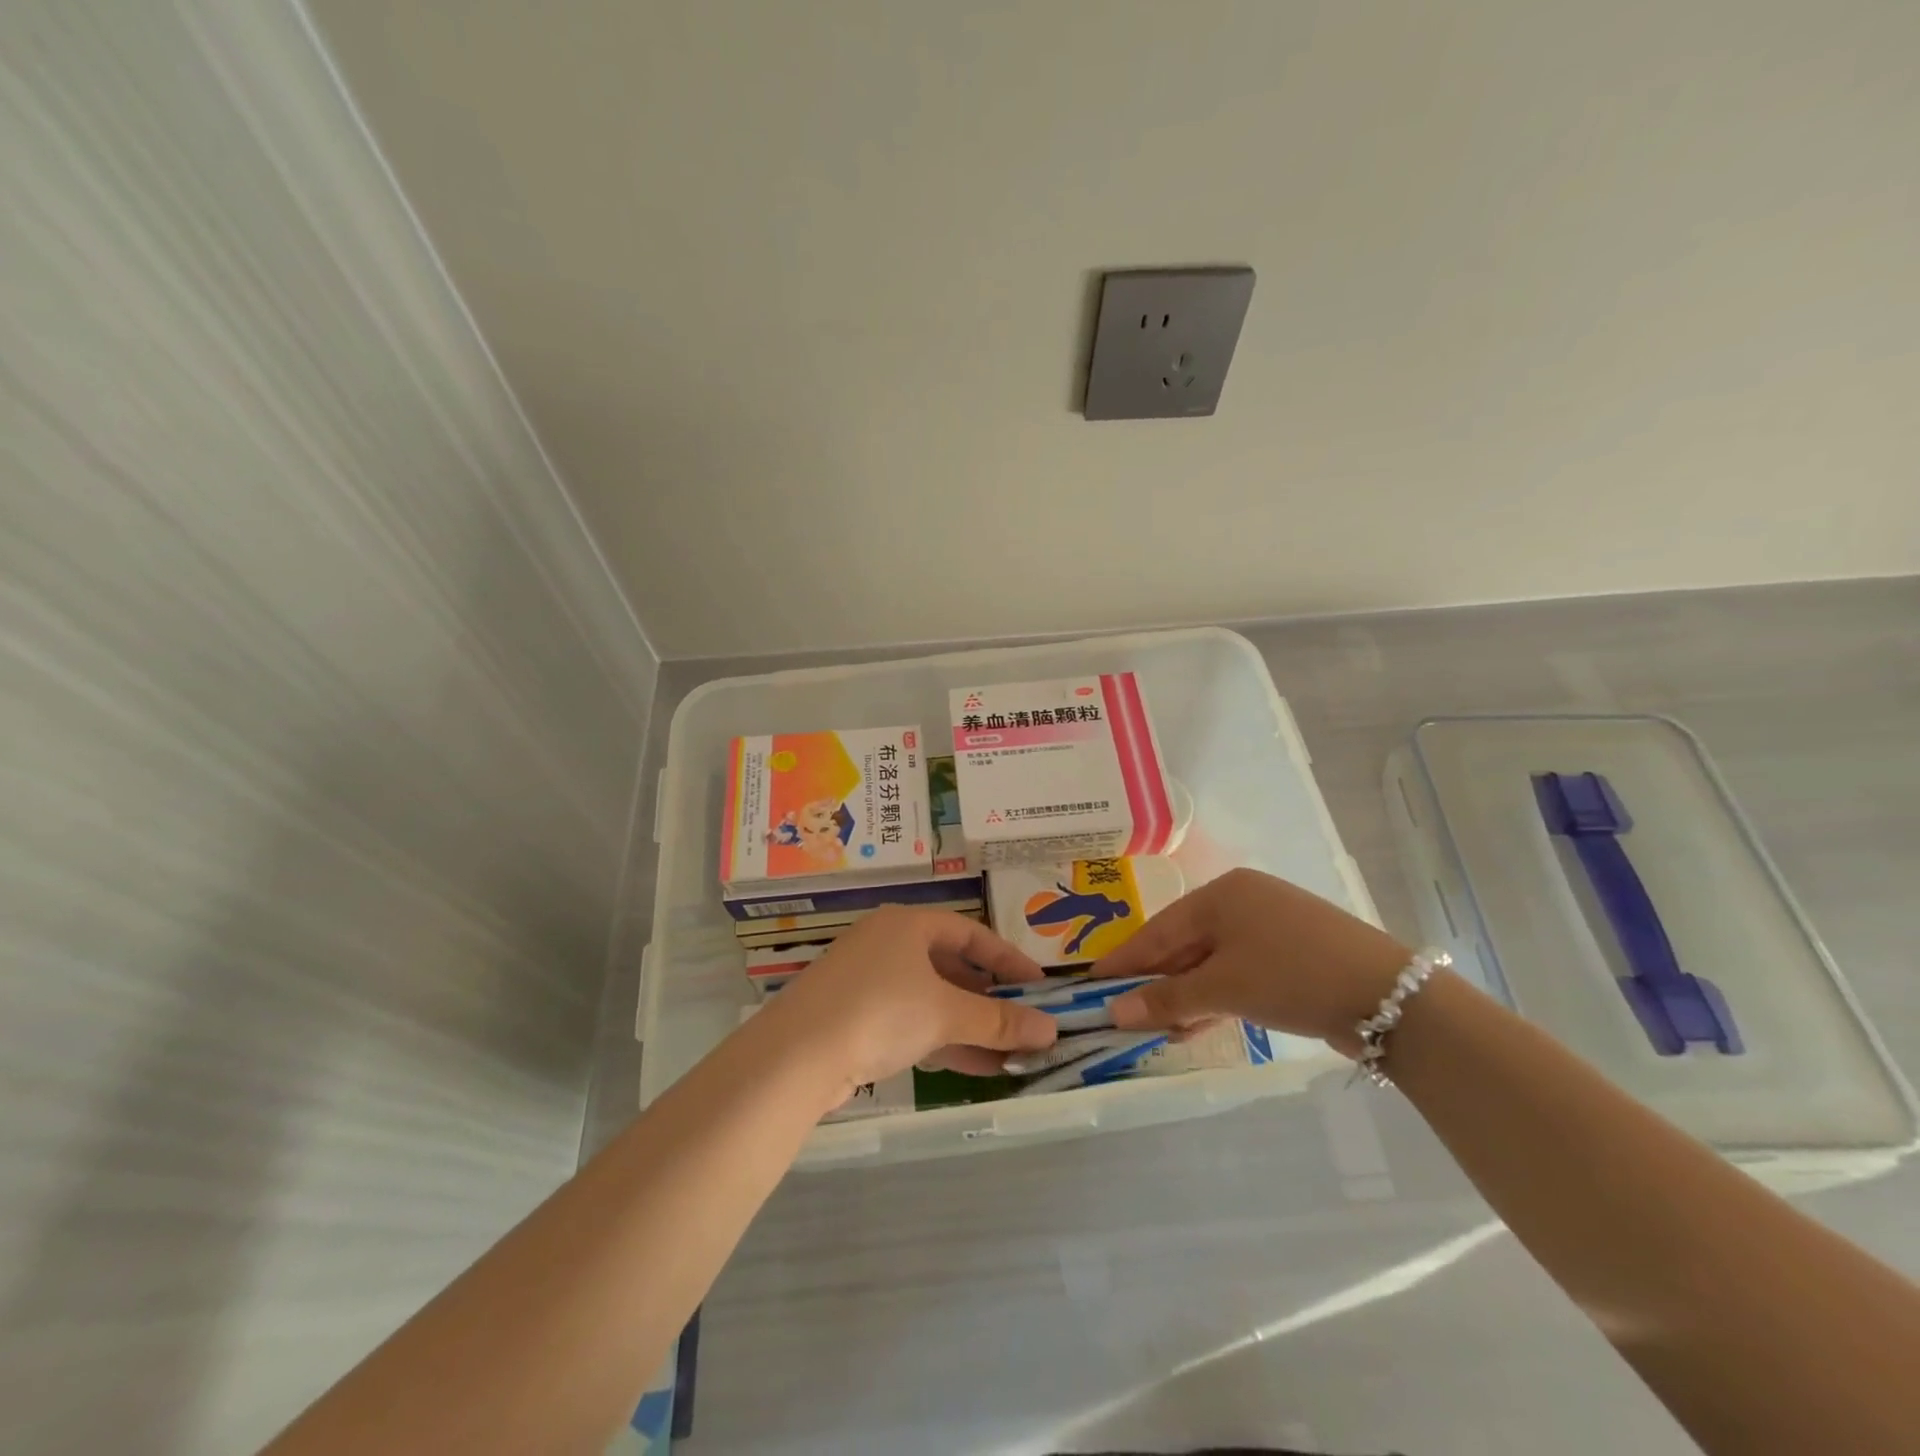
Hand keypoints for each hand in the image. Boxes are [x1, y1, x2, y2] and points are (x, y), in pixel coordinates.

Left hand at [758, 907, 1058, 1097]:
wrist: (794, 1057)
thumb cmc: (879, 1012)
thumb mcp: (945, 1014)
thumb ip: (999, 1021)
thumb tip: (1051, 1030)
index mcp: (908, 925)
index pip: (970, 933)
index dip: (1008, 959)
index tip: (1039, 985)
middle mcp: (887, 945)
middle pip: (951, 967)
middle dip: (990, 998)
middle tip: (1024, 1021)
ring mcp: (868, 982)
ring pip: (932, 999)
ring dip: (971, 1026)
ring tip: (1012, 1054)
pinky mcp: (855, 1018)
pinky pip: (912, 1022)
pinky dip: (944, 1040)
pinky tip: (976, 1067)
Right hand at [1094, 868, 1411, 1053]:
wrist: (1389, 997)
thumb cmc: (1292, 975)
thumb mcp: (1224, 988)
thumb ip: (1167, 1000)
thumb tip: (1115, 1012)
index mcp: (1221, 894)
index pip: (1157, 929)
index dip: (1124, 959)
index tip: (1091, 983)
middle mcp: (1242, 902)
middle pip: (1183, 945)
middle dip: (1155, 983)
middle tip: (1123, 1013)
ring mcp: (1269, 928)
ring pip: (1210, 962)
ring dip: (1185, 997)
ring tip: (1158, 1030)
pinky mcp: (1290, 955)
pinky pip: (1237, 973)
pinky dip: (1216, 998)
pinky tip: (1197, 1025)